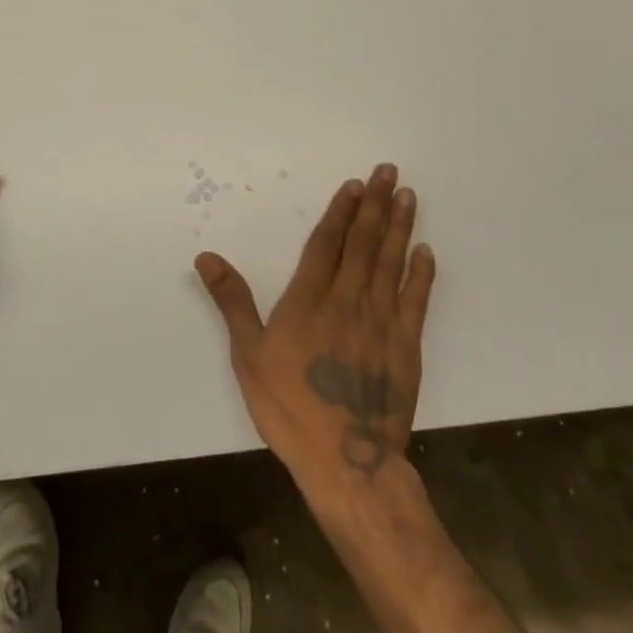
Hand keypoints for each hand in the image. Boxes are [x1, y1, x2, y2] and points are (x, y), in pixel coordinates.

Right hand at [195, 165, 434, 494]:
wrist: (346, 462)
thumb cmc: (289, 407)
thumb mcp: (248, 354)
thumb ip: (231, 301)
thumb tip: (206, 257)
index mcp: (308, 300)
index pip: (327, 243)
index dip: (340, 211)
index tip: (355, 184)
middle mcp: (348, 300)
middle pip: (363, 243)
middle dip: (374, 204)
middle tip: (388, 171)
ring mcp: (381, 322)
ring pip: (391, 262)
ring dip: (399, 226)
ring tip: (407, 195)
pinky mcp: (407, 347)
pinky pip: (416, 301)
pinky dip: (422, 273)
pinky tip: (426, 250)